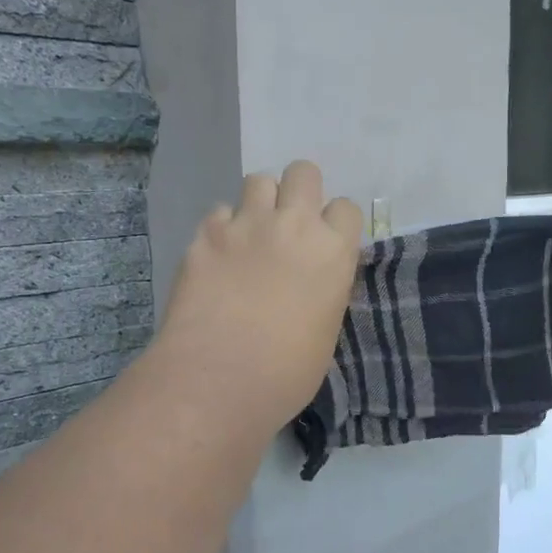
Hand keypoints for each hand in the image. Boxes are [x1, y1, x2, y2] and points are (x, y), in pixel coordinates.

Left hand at [154, 161, 363, 429]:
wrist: (218, 379)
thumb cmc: (286, 373)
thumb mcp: (326, 329)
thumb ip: (324, 288)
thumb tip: (311, 280)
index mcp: (333, 251)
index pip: (346, 207)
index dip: (335, 223)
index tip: (325, 243)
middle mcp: (293, 225)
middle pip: (303, 173)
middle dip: (299, 191)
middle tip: (289, 224)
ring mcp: (246, 225)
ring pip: (258, 181)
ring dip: (260, 203)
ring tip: (252, 234)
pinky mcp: (205, 235)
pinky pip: (219, 212)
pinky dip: (222, 228)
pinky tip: (218, 255)